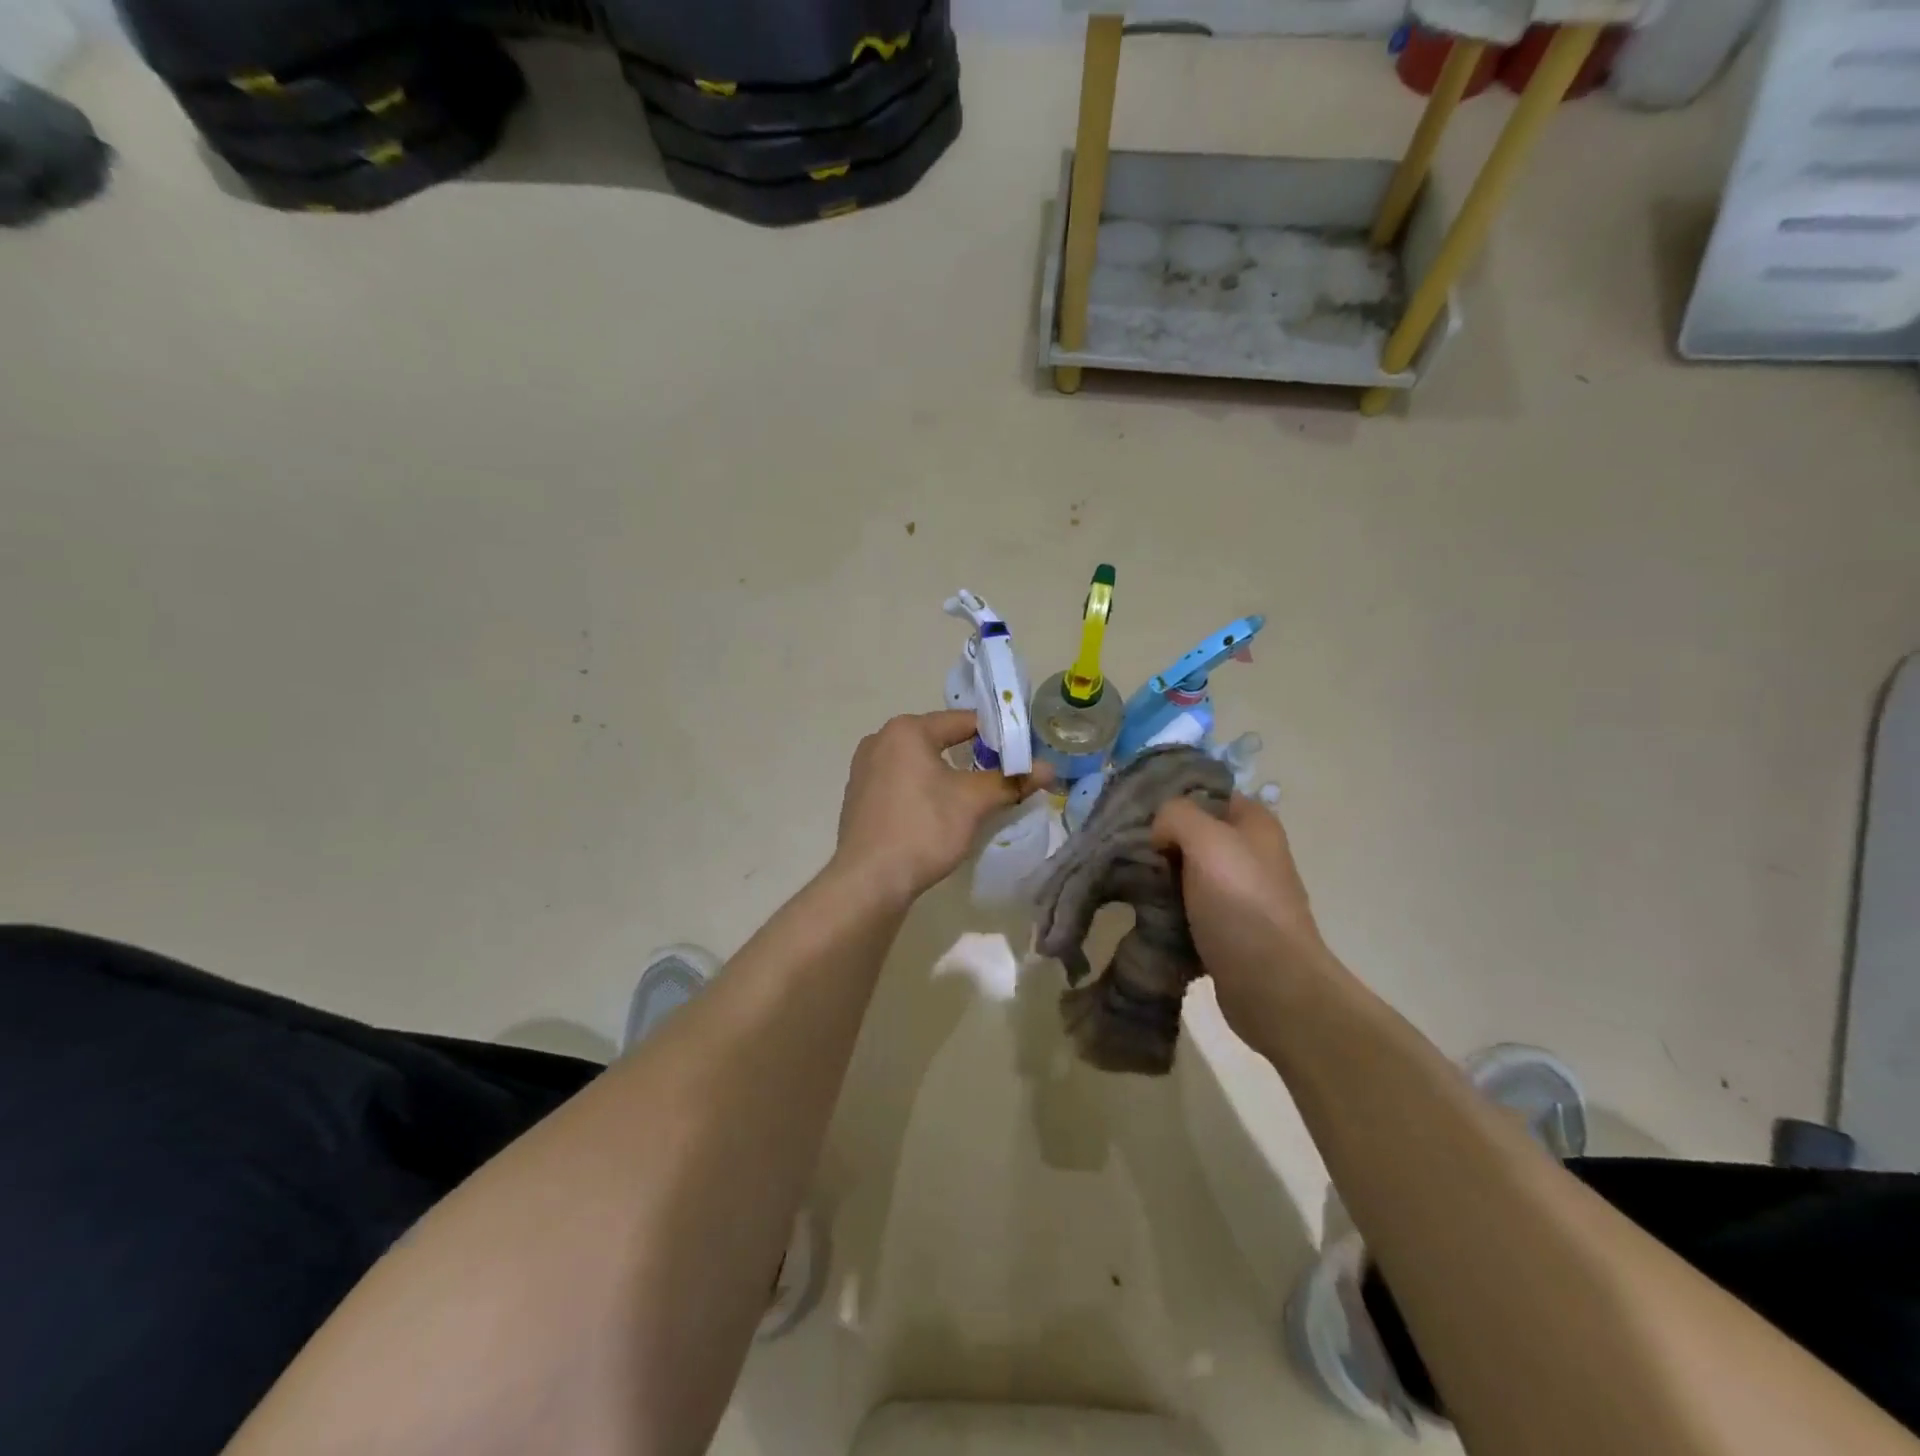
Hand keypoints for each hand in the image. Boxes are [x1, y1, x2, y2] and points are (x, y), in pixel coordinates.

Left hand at [833, 711, 1051, 903]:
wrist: (868, 881)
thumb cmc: (923, 829)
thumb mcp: (973, 802)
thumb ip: (1010, 781)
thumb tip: (1048, 768)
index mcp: (906, 730)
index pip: (964, 721)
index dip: (998, 735)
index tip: (1023, 752)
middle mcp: (880, 739)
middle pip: (939, 739)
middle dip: (973, 755)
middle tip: (1005, 774)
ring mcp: (864, 769)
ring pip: (919, 762)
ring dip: (948, 774)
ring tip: (977, 794)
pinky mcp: (859, 797)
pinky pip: (901, 781)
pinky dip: (924, 789)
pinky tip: (939, 812)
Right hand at [1151, 794, 1327, 1036]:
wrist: (1272, 985)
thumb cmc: (1241, 903)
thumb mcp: (1206, 840)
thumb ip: (1176, 816)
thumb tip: (1160, 833)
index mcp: (1255, 823)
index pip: (1206, 794)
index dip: (1172, 800)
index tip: (1138, 816)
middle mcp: (1251, 852)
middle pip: (1193, 833)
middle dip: (1160, 841)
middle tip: (1129, 853)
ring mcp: (1240, 892)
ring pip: (1187, 871)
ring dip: (1160, 878)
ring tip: (1131, 883)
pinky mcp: (1227, 928)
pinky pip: (1188, 907)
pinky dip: (1168, 909)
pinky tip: (1146, 913)